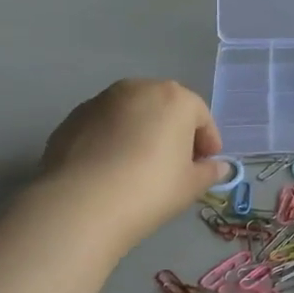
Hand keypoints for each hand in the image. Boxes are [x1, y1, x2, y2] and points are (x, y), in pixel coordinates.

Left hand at [37, 79, 227, 247]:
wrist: (81, 204)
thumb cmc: (150, 189)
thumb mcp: (190, 186)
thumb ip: (209, 172)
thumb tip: (220, 167)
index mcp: (175, 98)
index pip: (201, 116)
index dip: (208, 142)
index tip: (206, 165)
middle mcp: (139, 88)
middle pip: (165, 108)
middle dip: (174, 131)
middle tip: (175, 164)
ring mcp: (102, 100)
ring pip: (132, 113)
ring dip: (141, 132)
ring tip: (139, 167)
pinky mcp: (73, 117)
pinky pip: (104, 126)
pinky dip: (112, 140)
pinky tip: (109, 169)